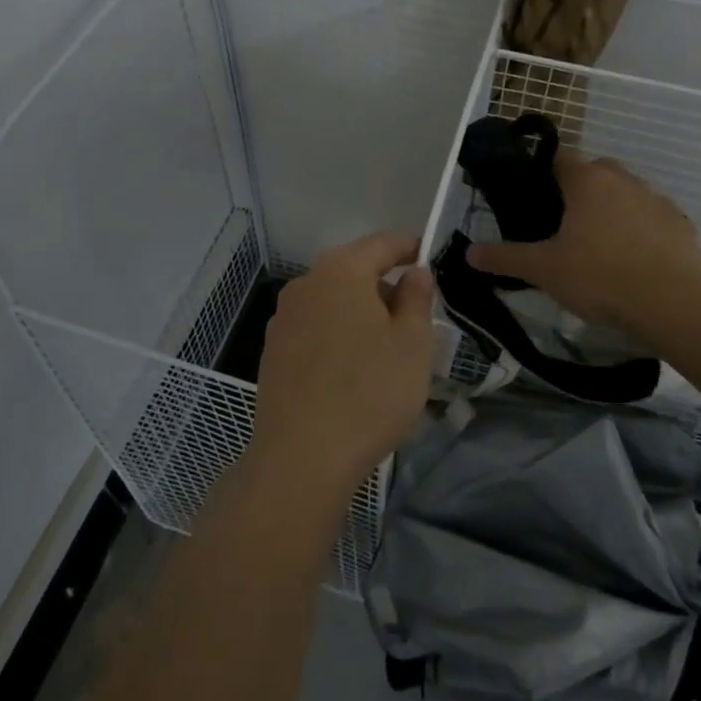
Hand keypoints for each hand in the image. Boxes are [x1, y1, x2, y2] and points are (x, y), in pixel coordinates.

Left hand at [249, 232, 435, 509]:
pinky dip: (337, 335)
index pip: (381, 243)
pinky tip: (351, 370)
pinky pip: (314, 328)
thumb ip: (417, 298)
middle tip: (414, 315)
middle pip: (353, 270)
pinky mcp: (272, 351)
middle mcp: (306, 285)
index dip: (408, 247)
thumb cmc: (370, 393)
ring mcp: (283, 319)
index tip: (428, 256)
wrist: (302, 457)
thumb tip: (414, 272)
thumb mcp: (412, 344)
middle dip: (384, 285)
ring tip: (385, 348)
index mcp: (341, 272)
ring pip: (332, 301)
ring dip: (359, 312)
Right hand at [468, 152, 700, 338]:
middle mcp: (624, 180)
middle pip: (596, 171)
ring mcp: (658, 200)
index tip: (534, 189)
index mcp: (587, 181)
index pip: (560, 155)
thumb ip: (504, 258)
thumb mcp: (543, 270)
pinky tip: (635, 259)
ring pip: (627, 193)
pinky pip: (654, 218)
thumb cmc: (599, 276)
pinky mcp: (682, 225)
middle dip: (580, 188)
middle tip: (563, 221)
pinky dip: (642, 230)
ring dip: (613, 208)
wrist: (671, 303)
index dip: (544, 167)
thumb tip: (468, 252)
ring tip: (600, 244)